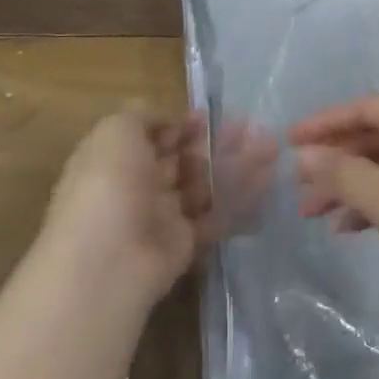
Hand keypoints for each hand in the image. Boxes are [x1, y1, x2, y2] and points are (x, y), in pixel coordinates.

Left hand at [38, 107, 274, 302]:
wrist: (109, 262)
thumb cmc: (108, 187)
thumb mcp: (115, 133)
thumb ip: (142, 116)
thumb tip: (169, 121)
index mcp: (116, 161)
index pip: (153, 138)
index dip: (179, 126)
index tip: (207, 117)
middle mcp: (138, 187)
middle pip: (182, 159)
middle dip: (214, 142)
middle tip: (251, 129)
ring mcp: (162, 215)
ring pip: (204, 183)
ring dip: (235, 164)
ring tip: (270, 148)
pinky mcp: (185, 241)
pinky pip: (217, 214)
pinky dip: (242, 198)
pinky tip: (266, 179)